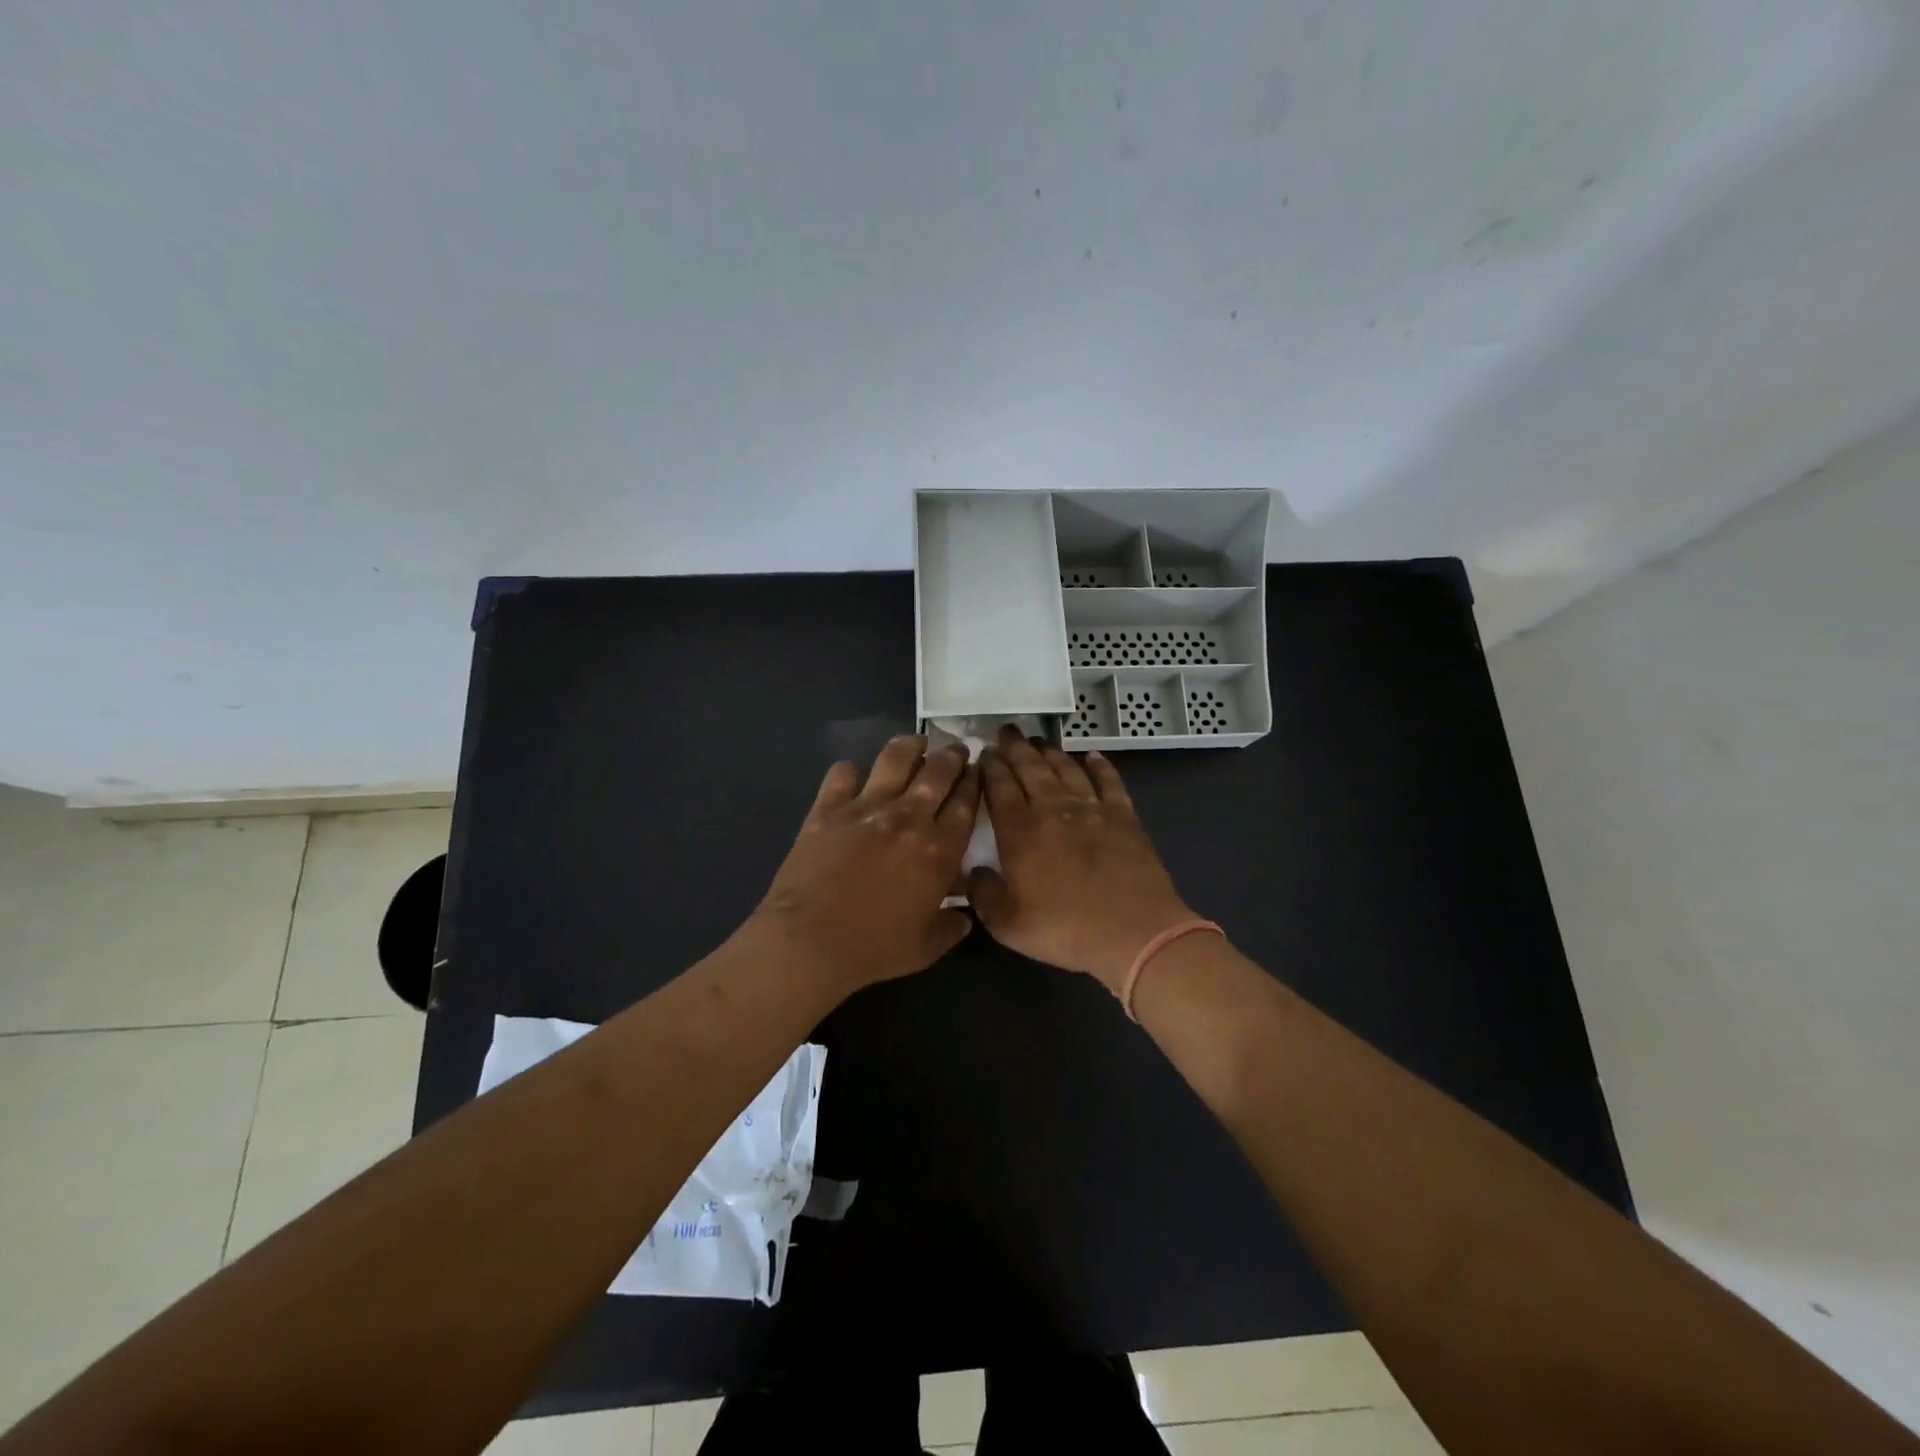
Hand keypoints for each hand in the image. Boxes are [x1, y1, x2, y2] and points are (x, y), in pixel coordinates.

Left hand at [750, 735, 979, 994]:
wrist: (809, 941)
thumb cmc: (872, 949)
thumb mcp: (924, 948)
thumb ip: (951, 928)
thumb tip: (965, 916)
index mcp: (939, 851)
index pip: (966, 803)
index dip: (975, 782)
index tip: (977, 772)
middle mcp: (908, 818)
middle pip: (938, 771)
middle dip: (953, 755)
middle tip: (956, 750)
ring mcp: (866, 807)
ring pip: (896, 758)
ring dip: (911, 746)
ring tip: (916, 744)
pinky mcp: (828, 808)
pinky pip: (842, 773)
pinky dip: (849, 771)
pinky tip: (852, 776)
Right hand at [968, 727, 1194, 993]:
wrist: (1132, 931)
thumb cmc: (1064, 929)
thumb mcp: (1006, 924)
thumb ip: (982, 894)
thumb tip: (973, 871)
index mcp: (1020, 831)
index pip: (998, 787)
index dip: (989, 767)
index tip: (983, 753)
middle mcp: (1053, 809)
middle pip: (1030, 768)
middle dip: (1015, 748)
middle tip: (1006, 733)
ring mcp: (1091, 809)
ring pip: (1066, 768)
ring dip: (1050, 752)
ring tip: (1038, 741)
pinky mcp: (1123, 816)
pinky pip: (1109, 781)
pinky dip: (1100, 766)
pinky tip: (1092, 756)